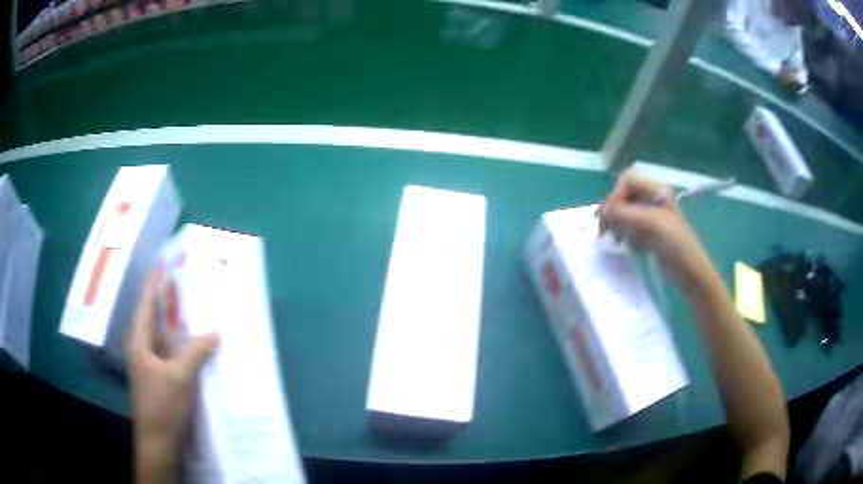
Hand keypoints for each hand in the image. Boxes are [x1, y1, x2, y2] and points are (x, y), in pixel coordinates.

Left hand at [126, 269, 218, 482]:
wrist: (159, 440)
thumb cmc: (162, 405)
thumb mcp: (180, 377)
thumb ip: (196, 352)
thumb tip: (215, 331)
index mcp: (140, 342)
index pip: (146, 305)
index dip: (153, 285)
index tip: (161, 265)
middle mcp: (143, 349)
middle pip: (154, 318)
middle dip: (166, 301)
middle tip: (181, 282)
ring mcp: (151, 365)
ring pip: (162, 336)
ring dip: (174, 323)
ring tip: (189, 307)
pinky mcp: (160, 378)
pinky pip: (170, 353)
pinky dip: (180, 344)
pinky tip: (193, 344)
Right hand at [599, 169, 712, 281]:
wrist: (689, 270)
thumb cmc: (675, 243)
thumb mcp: (650, 222)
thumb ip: (625, 212)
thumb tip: (602, 211)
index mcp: (657, 190)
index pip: (628, 180)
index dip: (616, 194)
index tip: (611, 215)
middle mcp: (652, 199)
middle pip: (624, 195)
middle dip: (613, 209)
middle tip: (605, 228)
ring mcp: (651, 216)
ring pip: (624, 211)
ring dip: (615, 221)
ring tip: (613, 237)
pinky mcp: (648, 232)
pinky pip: (628, 226)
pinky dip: (622, 232)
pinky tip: (624, 243)